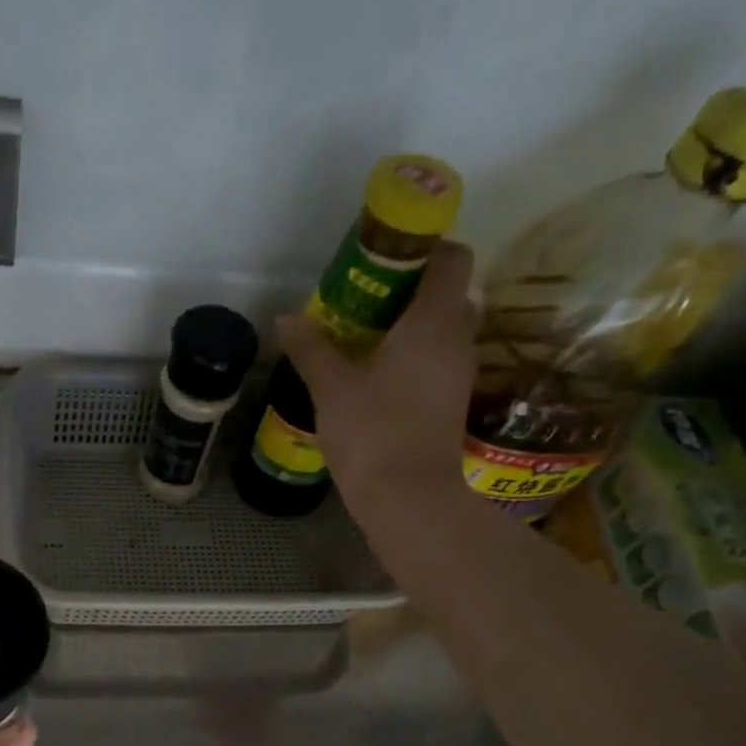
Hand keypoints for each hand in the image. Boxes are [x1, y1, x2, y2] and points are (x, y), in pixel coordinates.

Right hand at [277, 239, 477, 514]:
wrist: (408, 497)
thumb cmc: (372, 431)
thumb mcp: (331, 387)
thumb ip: (311, 348)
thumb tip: (286, 319)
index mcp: (434, 320)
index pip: (451, 258)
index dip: (424, 248)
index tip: (386, 258)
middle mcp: (457, 338)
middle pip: (447, 293)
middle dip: (412, 289)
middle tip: (367, 300)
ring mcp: (459, 373)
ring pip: (443, 330)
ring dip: (412, 326)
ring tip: (365, 339)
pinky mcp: (451, 403)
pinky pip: (438, 361)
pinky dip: (415, 357)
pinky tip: (377, 376)